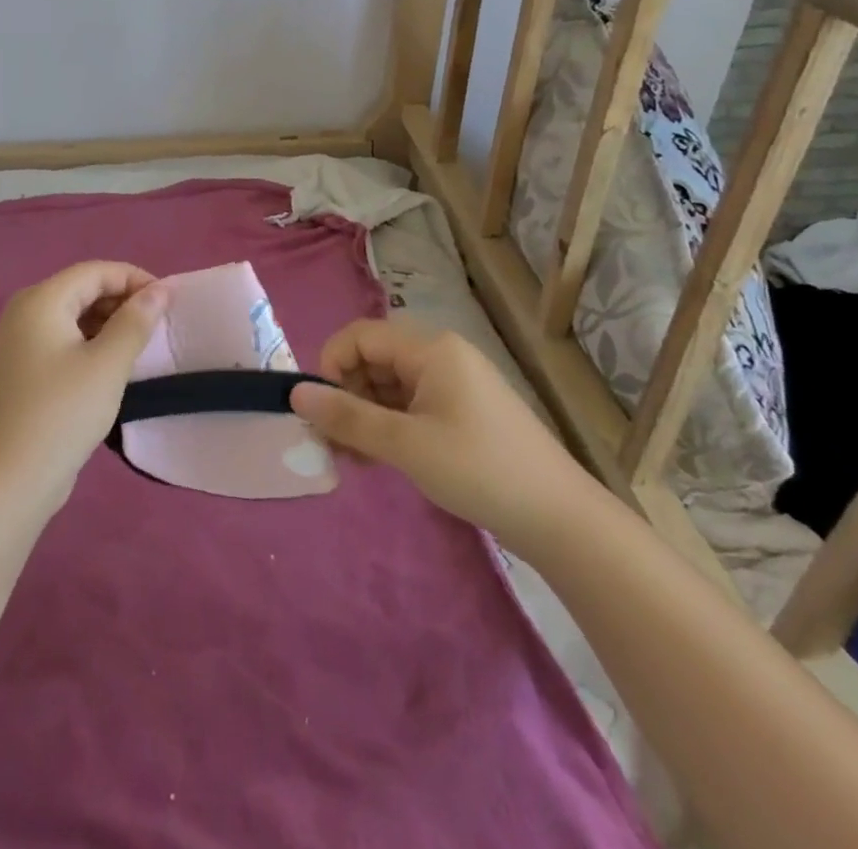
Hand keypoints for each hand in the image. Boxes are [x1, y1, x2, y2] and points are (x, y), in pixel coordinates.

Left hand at [0, 262, 165, 509]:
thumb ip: (135, 321)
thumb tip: (159, 290)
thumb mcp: (108, 364)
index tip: (169, 301)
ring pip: (75, 315)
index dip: (134, 279)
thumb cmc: (63, 412)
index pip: (95, 271)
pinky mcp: (26, 366)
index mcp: (41, 300)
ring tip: (143, 345)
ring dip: (110, 323)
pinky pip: (66, 338)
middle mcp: (26, 310)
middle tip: (159, 325)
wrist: (12, 478)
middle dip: (123, 300)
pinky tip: (115, 363)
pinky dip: (93, 342)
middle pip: (83, 289)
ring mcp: (22, 340)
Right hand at [290, 320, 597, 548]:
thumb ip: (348, 417)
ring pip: (388, 385)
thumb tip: (295, 394)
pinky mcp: (461, 412)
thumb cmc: (479, 470)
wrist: (562, 521)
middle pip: (373, 359)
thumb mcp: (406, 444)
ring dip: (364, 416)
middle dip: (346, 396)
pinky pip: (409, 406)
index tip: (322, 411)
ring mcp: (453, 384)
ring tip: (355, 459)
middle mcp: (441, 356)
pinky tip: (379, 460)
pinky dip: (388, 427)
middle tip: (334, 443)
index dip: (331, 365)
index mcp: (430, 349)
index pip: (360, 336)